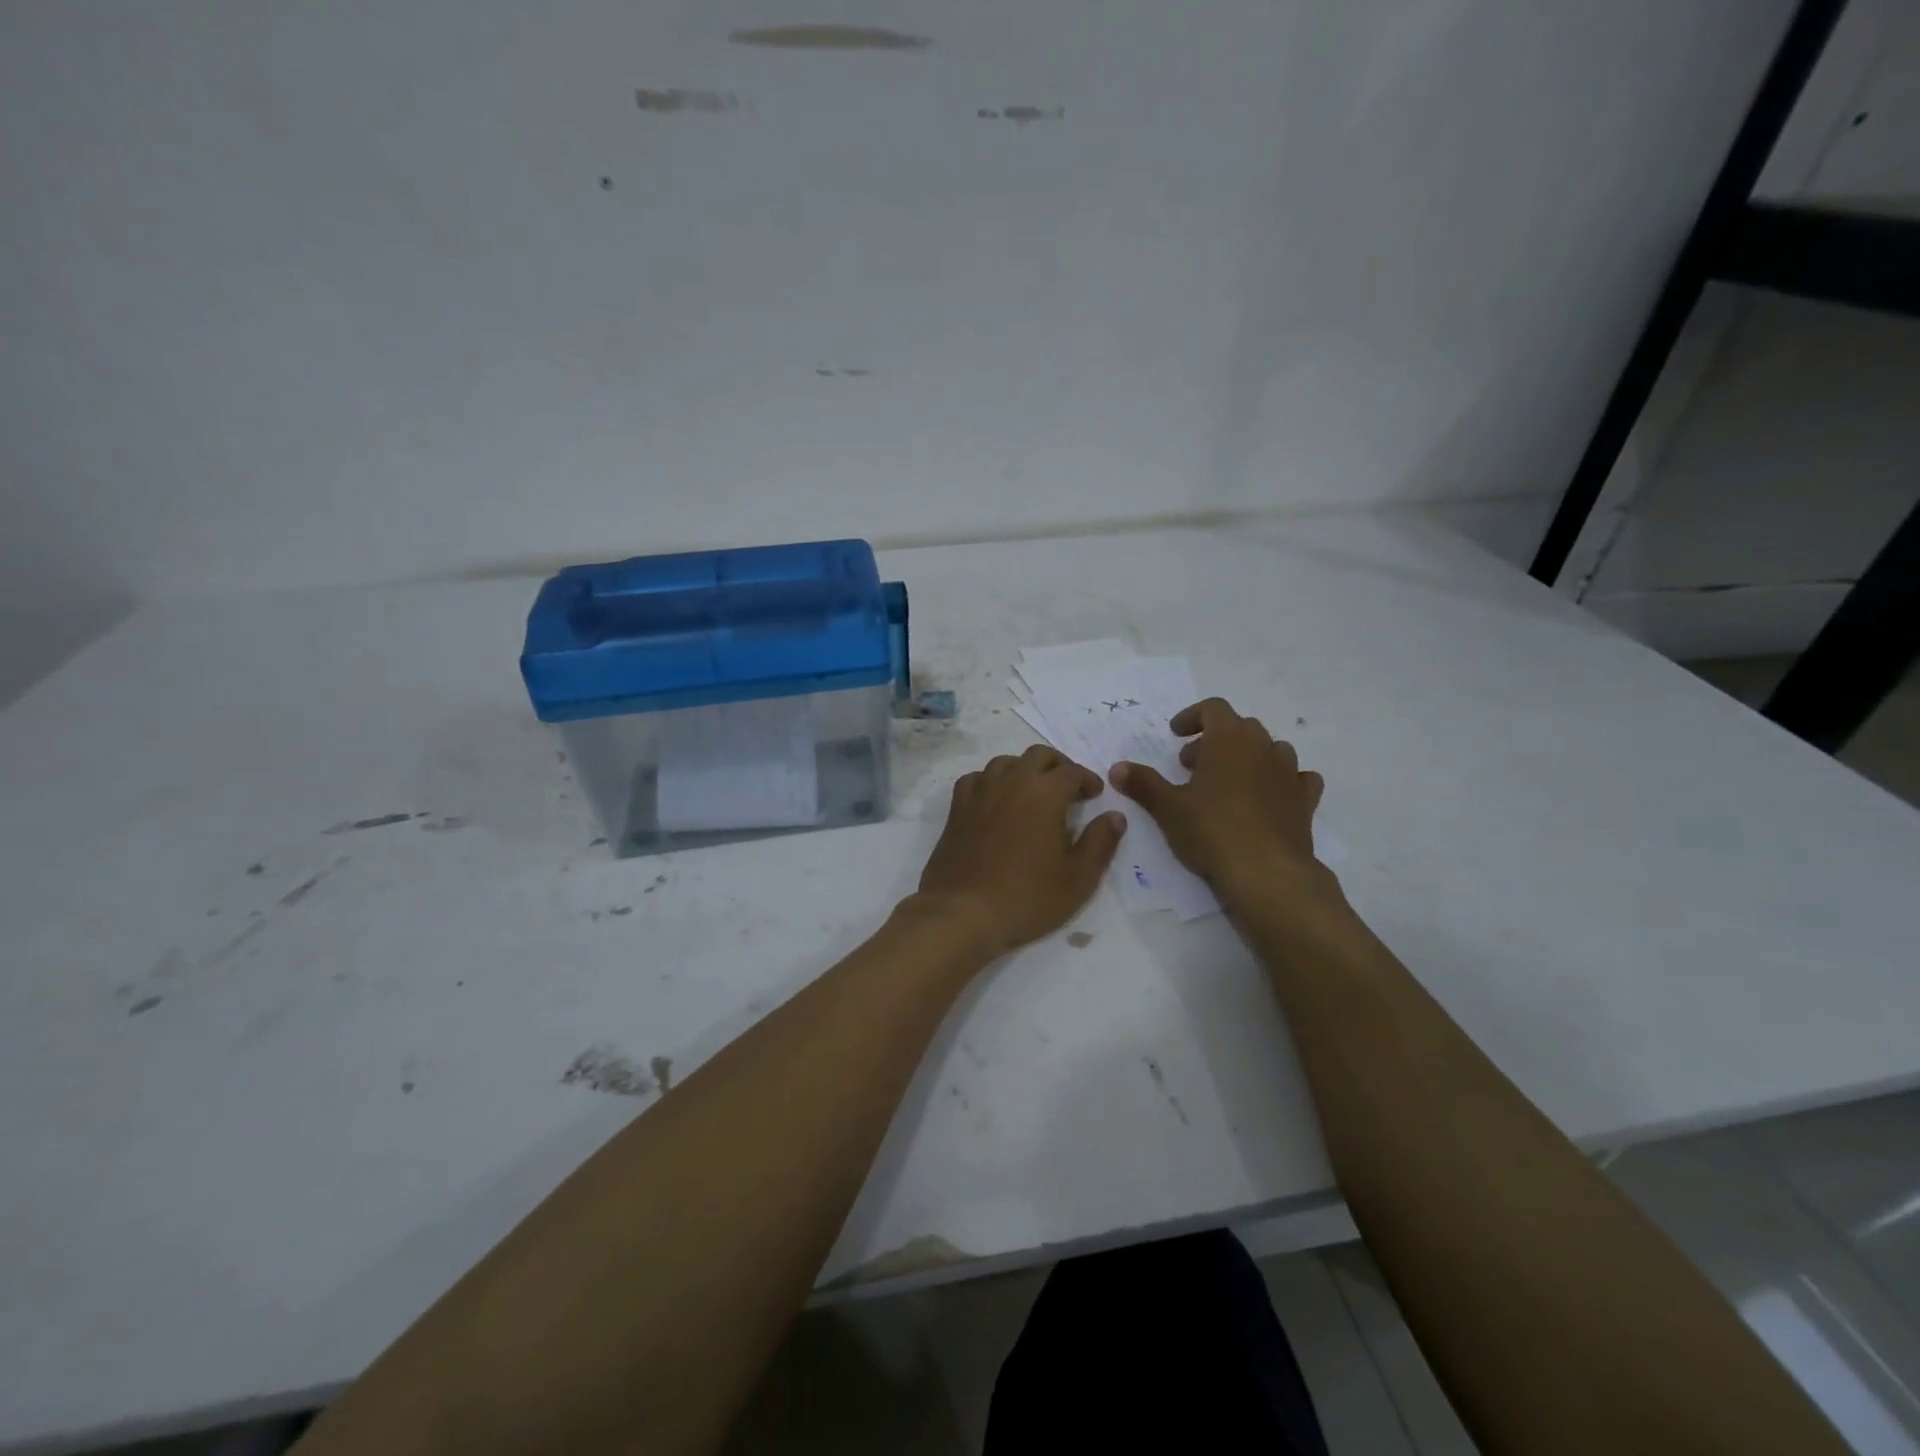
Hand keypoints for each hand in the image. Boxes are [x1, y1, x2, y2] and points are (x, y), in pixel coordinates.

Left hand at [915, 745, 1125, 954]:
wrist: (964, 912)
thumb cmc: (1027, 897)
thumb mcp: (1079, 878)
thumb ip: (1100, 842)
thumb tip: (1115, 816)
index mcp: (1044, 793)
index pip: (1072, 771)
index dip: (1087, 779)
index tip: (1095, 795)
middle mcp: (1011, 782)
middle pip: (1038, 756)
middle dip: (1058, 766)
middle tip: (1069, 789)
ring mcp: (980, 793)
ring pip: (1005, 762)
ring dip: (1024, 770)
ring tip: (1033, 792)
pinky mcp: (957, 809)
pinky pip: (976, 779)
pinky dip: (991, 781)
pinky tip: (996, 800)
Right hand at [1110, 698, 1328, 899]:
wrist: (1268, 872)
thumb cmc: (1212, 830)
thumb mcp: (1168, 807)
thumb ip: (1143, 783)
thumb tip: (1117, 768)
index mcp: (1230, 739)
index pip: (1213, 708)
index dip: (1192, 717)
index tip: (1174, 735)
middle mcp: (1264, 747)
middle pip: (1240, 727)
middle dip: (1214, 740)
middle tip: (1190, 765)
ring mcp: (1289, 773)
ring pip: (1271, 749)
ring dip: (1247, 757)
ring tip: (1226, 782)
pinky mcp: (1305, 801)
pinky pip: (1297, 778)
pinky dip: (1280, 780)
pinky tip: (1268, 797)